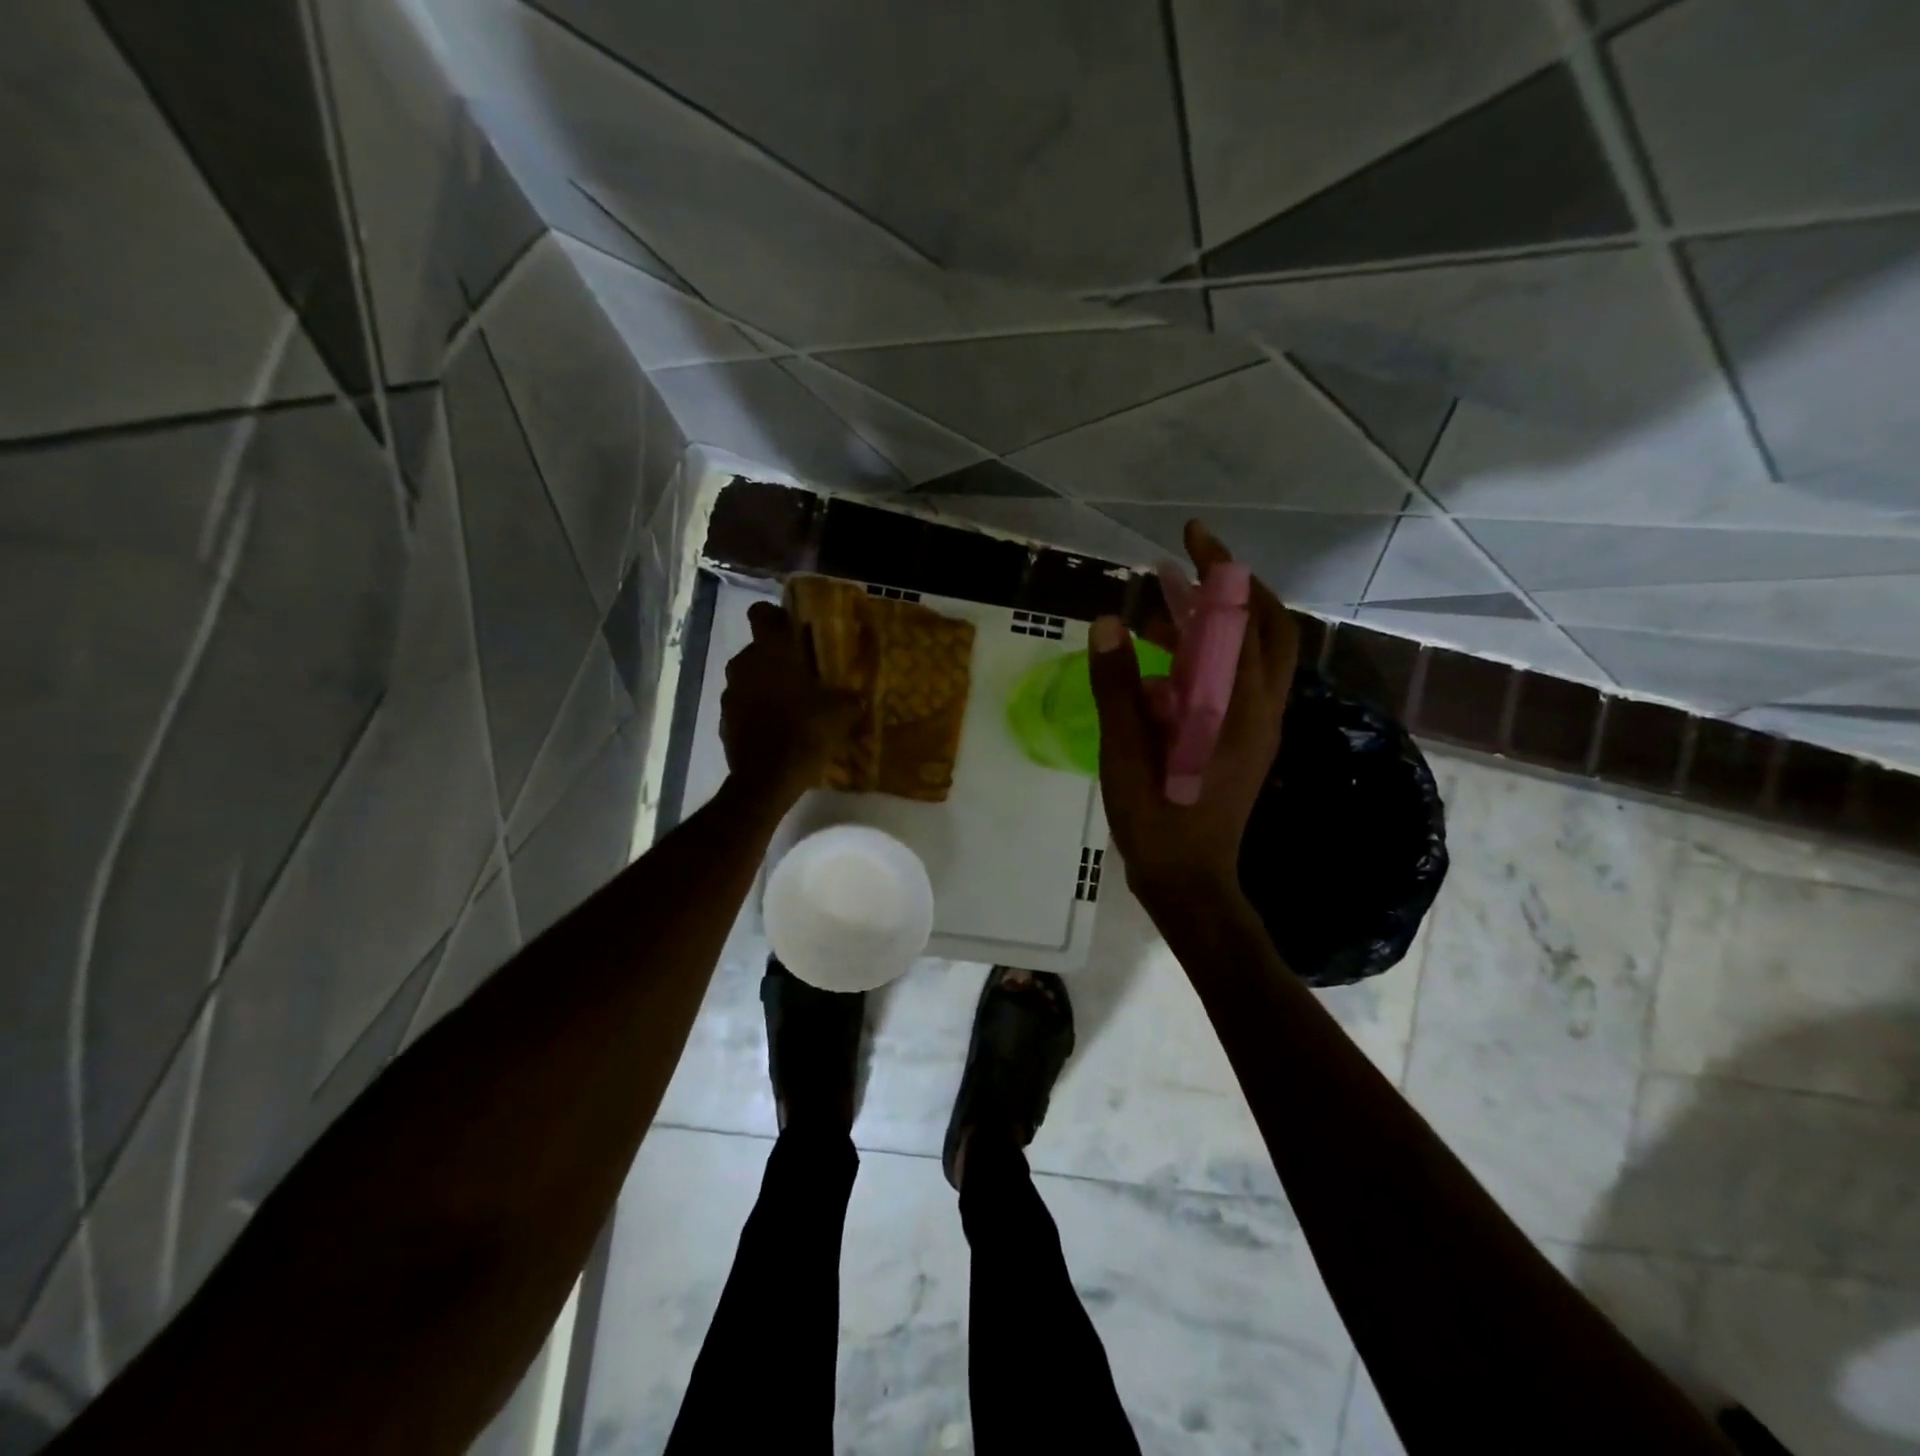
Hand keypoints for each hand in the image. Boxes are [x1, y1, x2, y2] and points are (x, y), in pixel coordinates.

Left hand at [721, 601, 861, 808]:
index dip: (776, 618)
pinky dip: (758, 712)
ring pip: (749, 678)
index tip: (794, 631)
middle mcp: (744, 664)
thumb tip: (858, 698)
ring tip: (793, 704)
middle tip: (804, 674)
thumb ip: (850, 698)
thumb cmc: (806, 731)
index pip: (761, 613)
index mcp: (770, 651)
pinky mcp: (724, 721)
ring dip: (767, 686)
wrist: (767, 778)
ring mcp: (730, 693)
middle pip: (758, 649)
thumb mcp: (842, 713)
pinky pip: (744, 706)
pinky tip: (779, 729)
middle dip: (777, 658)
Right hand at [1089, 520, 1299, 925]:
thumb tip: (1108, 621)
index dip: (1221, 570)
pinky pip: (1233, 683)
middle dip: (1230, 588)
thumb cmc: (1159, 822)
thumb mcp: (1128, 754)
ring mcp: (1256, 726)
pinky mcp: (1242, 741)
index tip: (1190, 538)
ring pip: (1250, 655)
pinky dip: (1205, 659)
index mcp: (1240, 707)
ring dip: (1212, 625)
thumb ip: (1117, 688)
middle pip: (1266, 628)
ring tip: (1157, 613)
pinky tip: (1159, 666)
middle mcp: (1262, 709)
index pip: (1244, 618)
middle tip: (1184, 570)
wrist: (1189, 883)